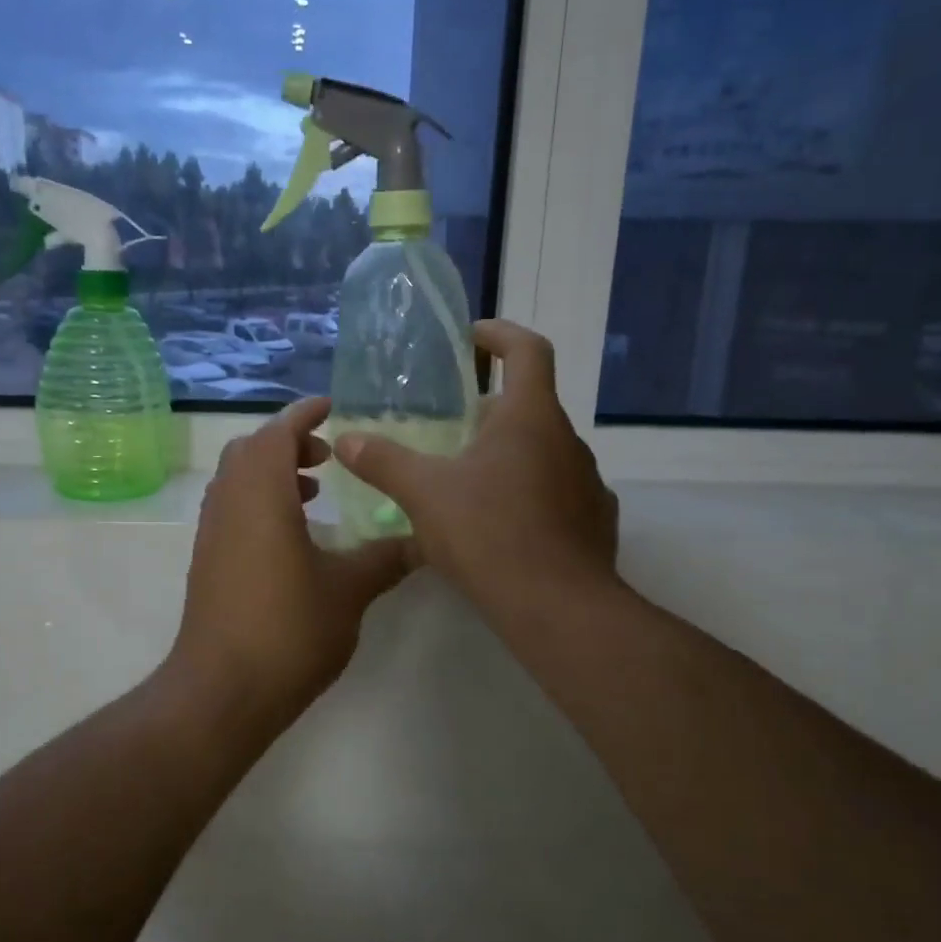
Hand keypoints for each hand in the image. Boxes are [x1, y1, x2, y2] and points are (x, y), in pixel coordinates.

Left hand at [169, 397, 413, 721]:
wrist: (222, 690)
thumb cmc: (288, 629)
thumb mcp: (348, 590)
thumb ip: (386, 558)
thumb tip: (425, 540)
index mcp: (260, 493)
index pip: (278, 432)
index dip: (304, 414)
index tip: (332, 407)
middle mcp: (228, 501)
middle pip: (252, 449)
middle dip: (289, 443)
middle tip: (328, 456)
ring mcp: (211, 531)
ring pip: (238, 478)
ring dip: (272, 472)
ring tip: (314, 492)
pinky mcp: (207, 559)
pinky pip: (231, 507)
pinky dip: (259, 500)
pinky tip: (292, 536)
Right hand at [332, 320, 619, 620]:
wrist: (557, 608)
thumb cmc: (489, 533)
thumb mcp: (424, 493)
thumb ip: (384, 461)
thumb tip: (346, 439)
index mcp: (531, 417)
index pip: (528, 350)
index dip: (500, 334)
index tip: (471, 339)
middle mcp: (567, 440)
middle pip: (531, 404)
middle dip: (491, 407)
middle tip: (451, 425)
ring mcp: (587, 482)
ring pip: (544, 450)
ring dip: (510, 452)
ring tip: (469, 479)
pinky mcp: (594, 520)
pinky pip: (558, 491)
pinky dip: (529, 492)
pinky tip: (501, 522)